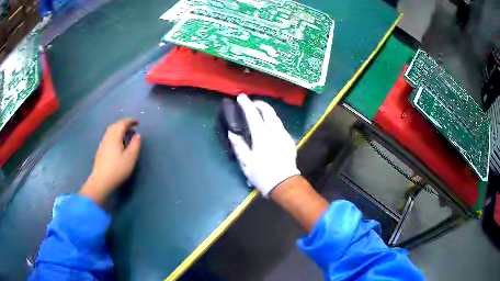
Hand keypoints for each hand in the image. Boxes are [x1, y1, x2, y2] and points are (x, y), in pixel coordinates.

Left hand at [79, 118, 141, 204]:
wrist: (101, 180)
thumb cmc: (117, 169)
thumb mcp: (130, 158)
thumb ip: (135, 144)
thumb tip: (137, 135)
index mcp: (115, 136)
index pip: (123, 123)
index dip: (131, 121)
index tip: (137, 123)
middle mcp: (107, 136)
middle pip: (115, 125)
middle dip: (124, 124)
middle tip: (132, 128)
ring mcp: (103, 143)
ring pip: (111, 131)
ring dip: (119, 130)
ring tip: (125, 136)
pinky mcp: (101, 150)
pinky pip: (109, 137)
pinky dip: (115, 136)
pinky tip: (118, 144)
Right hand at [228, 94, 299, 196]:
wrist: (284, 184)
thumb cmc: (262, 174)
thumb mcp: (246, 162)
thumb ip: (239, 145)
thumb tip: (232, 133)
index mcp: (262, 136)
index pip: (253, 115)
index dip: (246, 104)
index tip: (241, 97)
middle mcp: (275, 131)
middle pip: (269, 111)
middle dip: (260, 104)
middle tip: (251, 104)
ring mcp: (284, 135)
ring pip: (276, 117)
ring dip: (267, 112)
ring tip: (259, 113)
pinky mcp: (289, 140)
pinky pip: (280, 125)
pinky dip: (273, 121)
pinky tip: (268, 127)